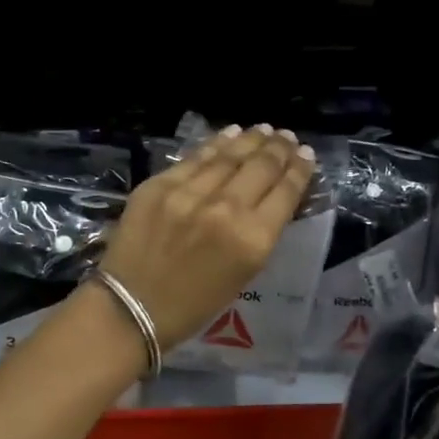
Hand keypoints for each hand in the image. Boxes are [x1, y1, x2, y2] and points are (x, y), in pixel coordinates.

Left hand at [99, 125, 316, 352]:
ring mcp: (189, 193)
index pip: (285, 192)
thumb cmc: (193, 305)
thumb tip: (272, 198)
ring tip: (264, 130)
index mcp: (252, 240)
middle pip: (261, 167)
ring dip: (251, 140)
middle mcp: (226, 209)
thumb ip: (260, 233)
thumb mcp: (242, 274)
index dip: (300, 169)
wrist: (131, 308)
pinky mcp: (159, 185)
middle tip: (288, 137)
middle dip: (279, 149)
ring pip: (229, 155)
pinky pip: (195, 158)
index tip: (307, 154)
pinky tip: (230, 133)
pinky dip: (216, 144)